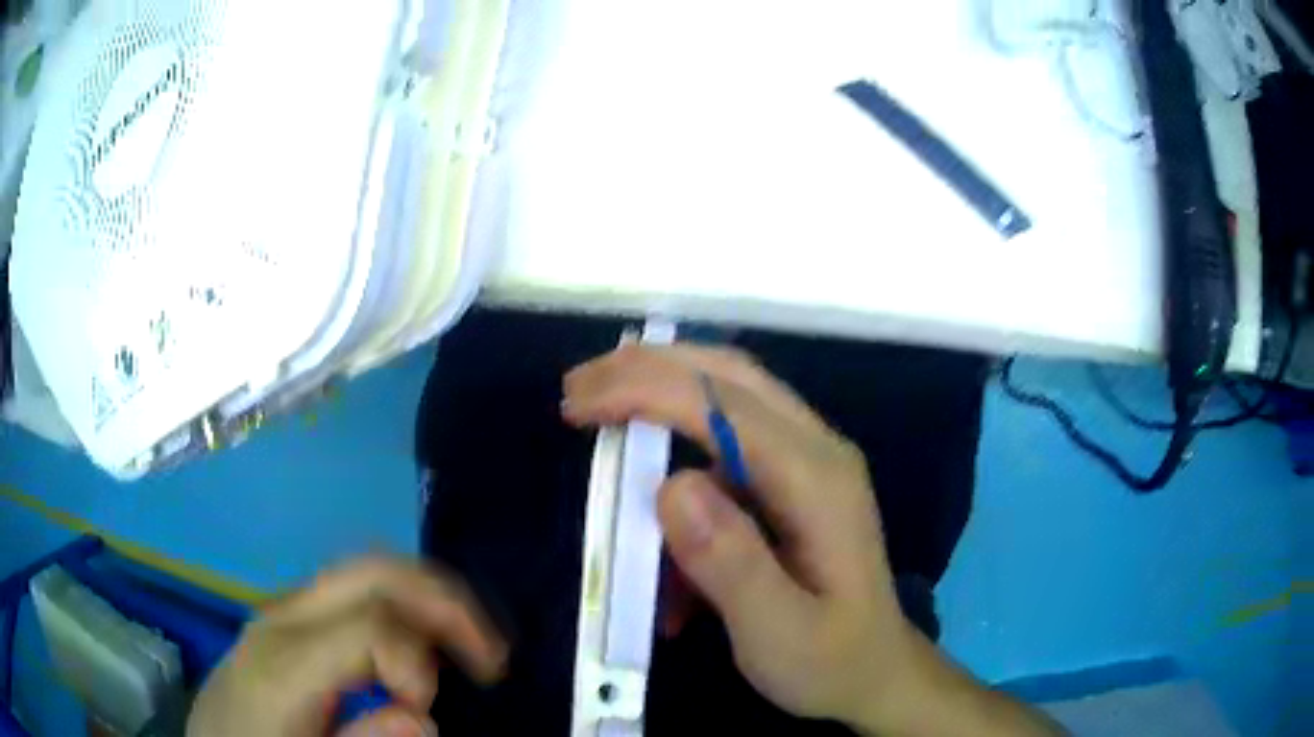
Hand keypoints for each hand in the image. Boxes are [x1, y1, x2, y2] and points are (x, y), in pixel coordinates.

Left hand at [188, 557, 506, 736]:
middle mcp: (284, 617)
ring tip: (466, 645)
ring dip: (428, 598)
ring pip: (367, 569)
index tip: (430, 708)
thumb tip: (424, 717)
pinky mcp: (290, 616)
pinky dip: (402, 605)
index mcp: (284, 662)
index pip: (371, 622)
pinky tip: (419, 645)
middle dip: (444, 600)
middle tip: (488, 651)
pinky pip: (354, 590)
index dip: (419, 660)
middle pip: (373, 571)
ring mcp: (284, 609)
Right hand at [563, 344, 914, 724]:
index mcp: (819, 480)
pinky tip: (651, 497)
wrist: (876, 671)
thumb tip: (671, 485)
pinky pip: (727, 444)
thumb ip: (730, 564)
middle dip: (648, 368)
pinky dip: (679, 450)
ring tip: (599, 410)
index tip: (578, 405)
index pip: (725, 405)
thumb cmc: (830, 662)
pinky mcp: (792, 479)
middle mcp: (818, 451)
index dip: (646, 391)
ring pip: (727, 396)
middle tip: (578, 387)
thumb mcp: (778, 634)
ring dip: (661, 393)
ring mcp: (808, 460)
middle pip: (728, 376)